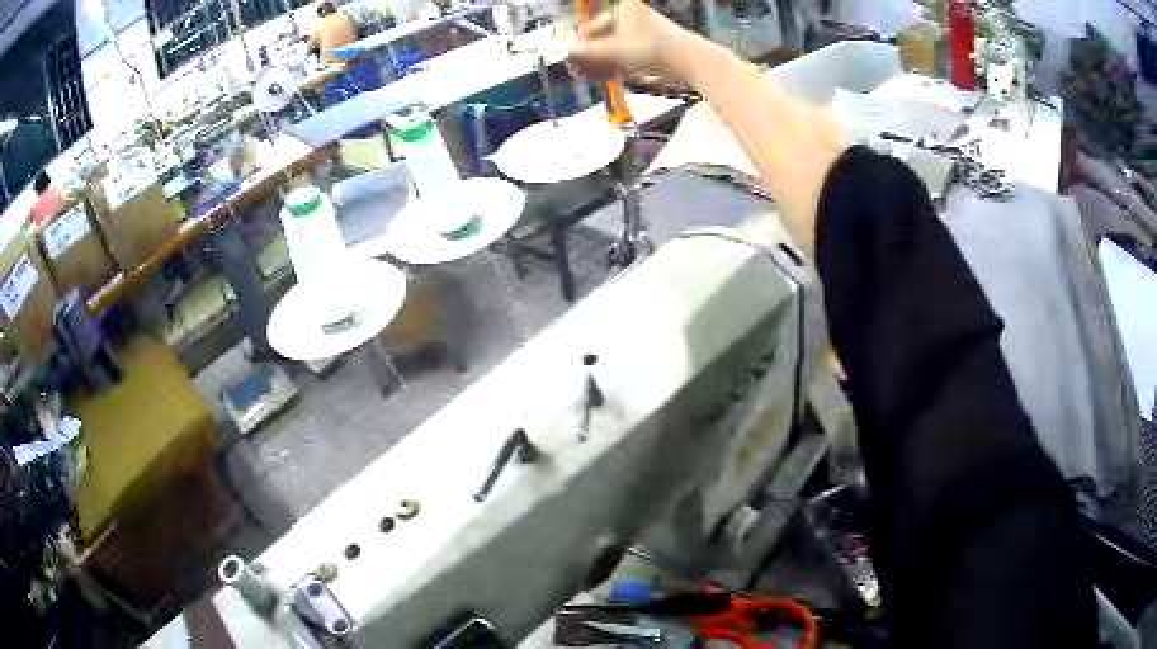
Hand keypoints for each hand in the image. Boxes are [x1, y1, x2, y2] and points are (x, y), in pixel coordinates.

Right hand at [568, 0, 688, 82]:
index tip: (571, 60)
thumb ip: (591, 52)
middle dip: (591, 54)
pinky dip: (618, 62)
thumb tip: (568, 53)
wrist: (690, 59)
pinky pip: (629, 51)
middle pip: (603, 36)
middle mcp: (632, 15)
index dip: (580, 44)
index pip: (593, 26)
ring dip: (603, 60)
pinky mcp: (653, 43)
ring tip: (593, 76)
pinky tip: (610, 75)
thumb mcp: (616, 51)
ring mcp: (644, 29)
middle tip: (580, 70)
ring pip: (616, 45)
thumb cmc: (651, 48)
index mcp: (622, 9)